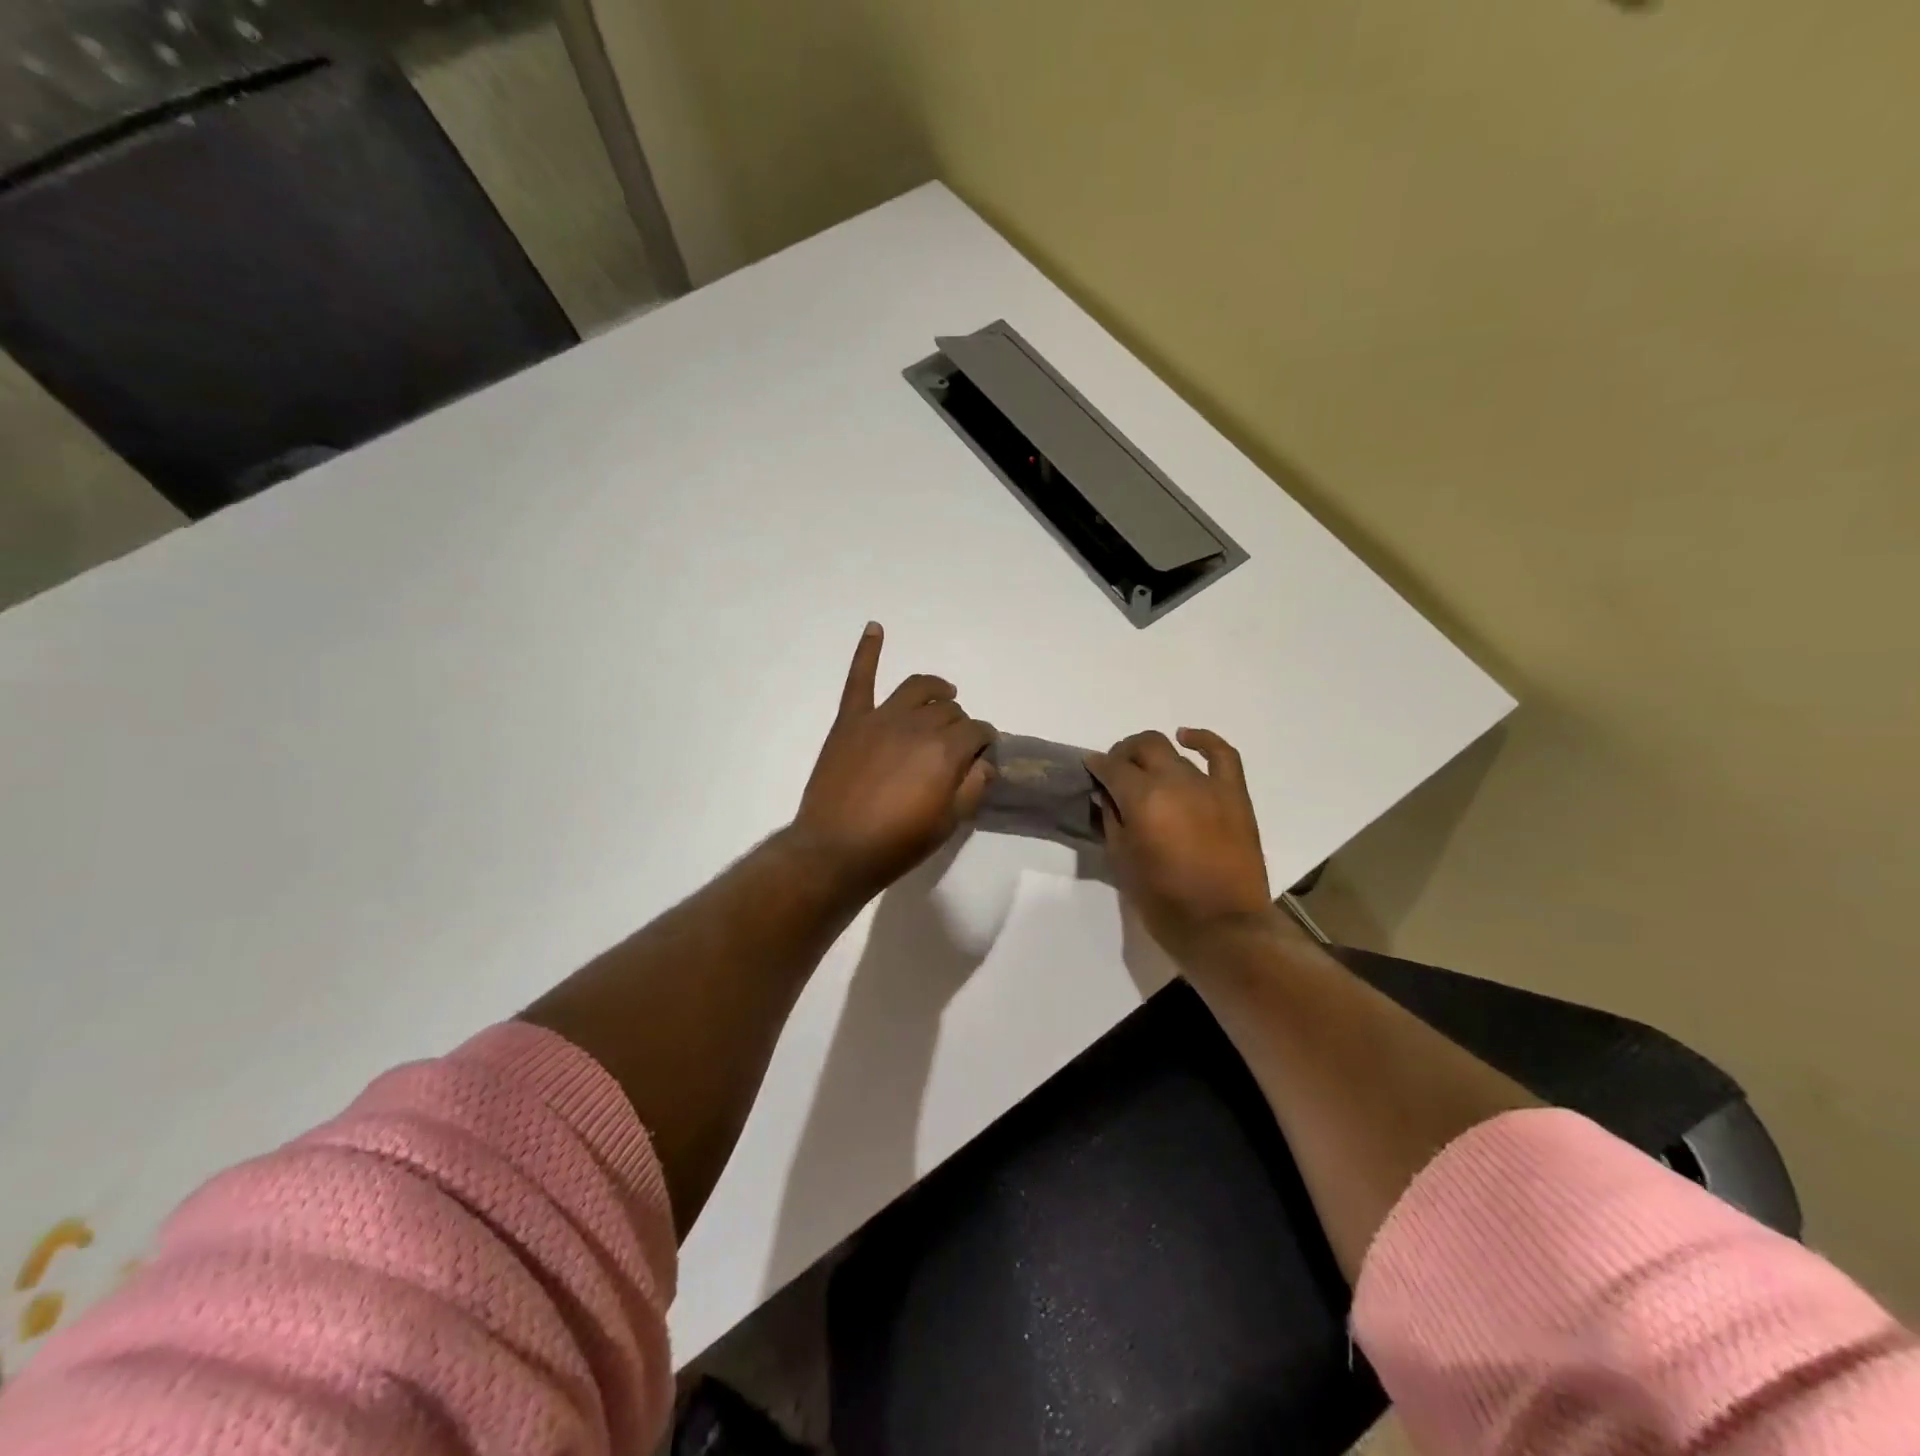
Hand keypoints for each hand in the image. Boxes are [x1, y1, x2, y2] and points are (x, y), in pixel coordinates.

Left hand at [792, 623, 995, 898]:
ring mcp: (881, 718)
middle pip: (949, 710)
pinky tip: (875, 627)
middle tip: (957, 745)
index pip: (977, 731)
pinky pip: (860, 678)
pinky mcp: (850, 721)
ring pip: (917, 688)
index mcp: (945, 750)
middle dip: (961, 724)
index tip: (983, 754)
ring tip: (944, 693)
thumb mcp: (948, 824)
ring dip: (936, 689)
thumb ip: (973, 787)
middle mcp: (917, 724)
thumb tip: (985, 761)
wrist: (835, 851)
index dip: (984, 741)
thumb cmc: (896, 843)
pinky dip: (868, 651)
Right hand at [1086, 728, 1276, 958]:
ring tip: (1146, 772)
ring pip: (1174, 753)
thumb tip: (1106, 795)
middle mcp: (1174, 781)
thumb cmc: (1163, 900)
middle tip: (1116, 771)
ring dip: (1154, 758)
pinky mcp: (1234, 795)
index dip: (1097, 765)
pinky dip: (1204, 741)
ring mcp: (1208, 785)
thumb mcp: (1122, 861)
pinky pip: (1223, 755)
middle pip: (1144, 746)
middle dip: (1124, 753)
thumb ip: (1112, 820)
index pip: (1111, 767)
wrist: (1223, 926)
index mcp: (1143, 799)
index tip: (1090, 770)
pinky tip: (1188, 738)